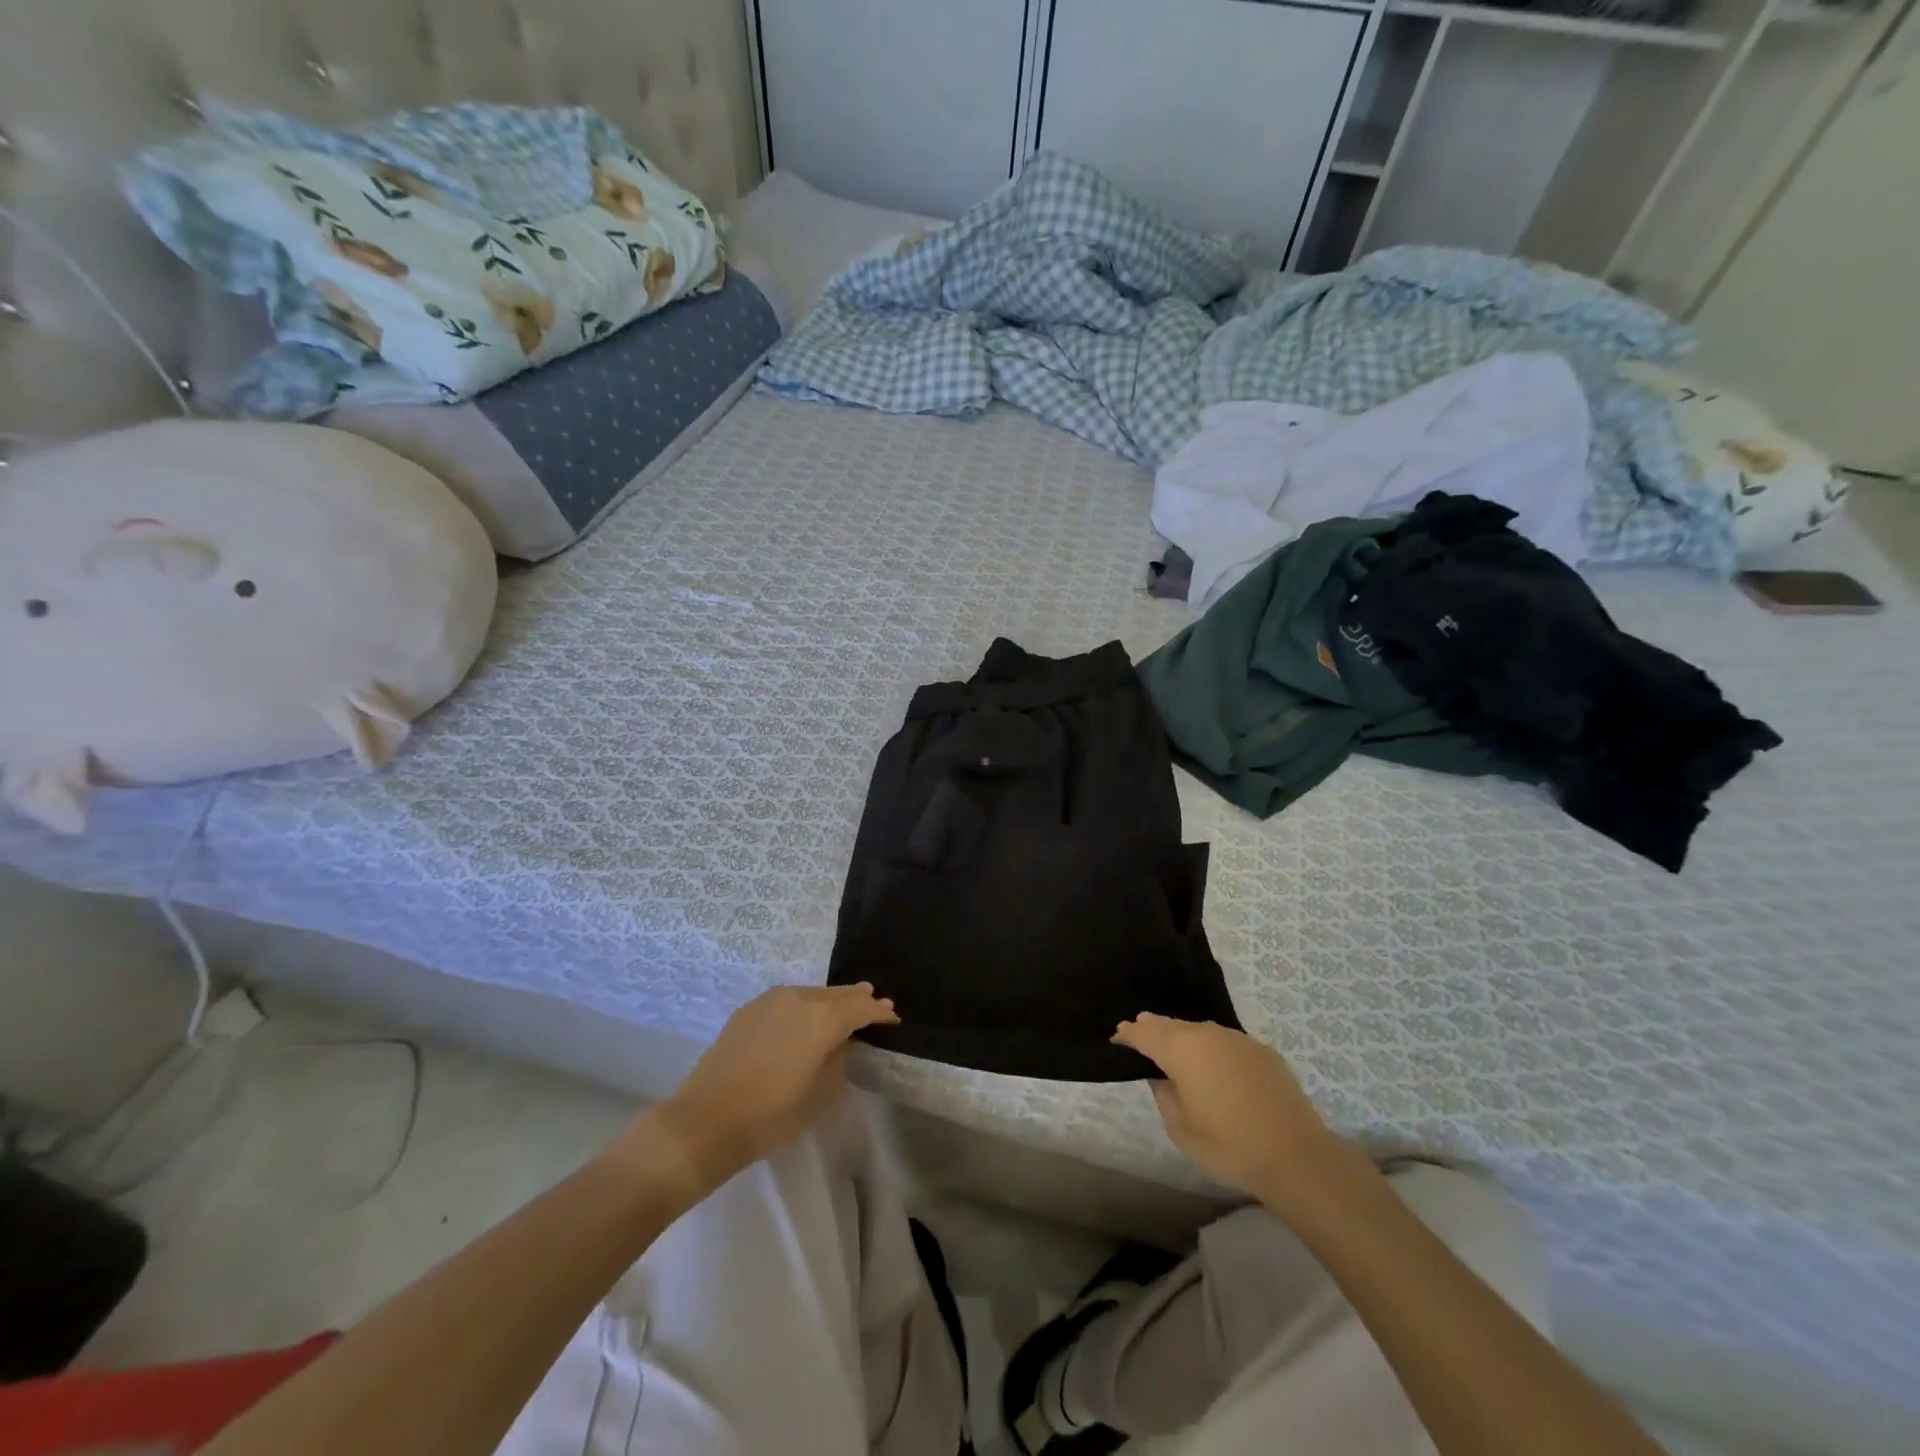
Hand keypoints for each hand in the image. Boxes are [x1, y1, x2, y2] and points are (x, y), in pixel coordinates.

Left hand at [651, 984, 898, 1192]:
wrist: (705, 1120)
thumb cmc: (771, 1114)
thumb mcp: (820, 1094)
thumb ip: (838, 1059)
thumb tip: (841, 1042)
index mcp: (823, 1017)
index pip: (862, 1008)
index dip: (880, 1012)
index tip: (894, 1018)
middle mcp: (800, 998)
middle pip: (838, 995)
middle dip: (858, 999)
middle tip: (876, 1002)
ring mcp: (771, 1000)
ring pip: (812, 994)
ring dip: (831, 1000)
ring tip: (845, 1004)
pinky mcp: (749, 1009)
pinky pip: (788, 1000)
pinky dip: (804, 1005)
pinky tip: (805, 1015)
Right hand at [1113, 1014, 1344, 1201]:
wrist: (1297, 1157)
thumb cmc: (1230, 1146)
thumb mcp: (1181, 1128)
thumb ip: (1164, 1094)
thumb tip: (1161, 1076)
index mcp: (1182, 1049)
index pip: (1145, 1033)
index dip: (1128, 1034)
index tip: (1117, 1037)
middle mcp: (1207, 1034)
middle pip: (1171, 1025)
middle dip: (1153, 1028)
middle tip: (1138, 1031)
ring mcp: (1237, 1039)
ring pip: (1200, 1030)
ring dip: (1183, 1036)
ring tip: (1173, 1046)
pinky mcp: (1262, 1050)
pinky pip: (1225, 1042)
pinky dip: (1212, 1048)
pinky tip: (1214, 1065)